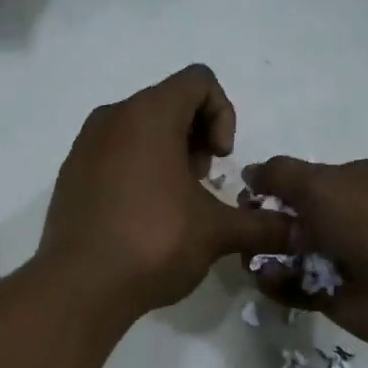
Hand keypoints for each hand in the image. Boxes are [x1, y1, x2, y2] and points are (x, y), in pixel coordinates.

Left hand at [40, 66, 293, 315]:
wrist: (80, 286)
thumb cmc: (153, 243)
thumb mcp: (216, 232)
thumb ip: (262, 225)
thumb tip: (297, 231)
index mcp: (148, 114)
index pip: (199, 81)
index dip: (223, 114)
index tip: (220, 160)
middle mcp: (111, 118)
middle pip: (167, 103)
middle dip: (195, 138)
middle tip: (200, 185)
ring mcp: (84, 146)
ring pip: (137, 130)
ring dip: (166, 156)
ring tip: (174, 205)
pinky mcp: (70, 175)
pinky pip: (111, 155)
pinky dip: (135, 171)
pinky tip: (141, 218)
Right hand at [242, 156, 367, 353]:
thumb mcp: (321, 183)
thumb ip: (280, 175)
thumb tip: (249, 172)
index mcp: (352, 183)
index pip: (302, 183)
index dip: (270, 190)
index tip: (242, 199)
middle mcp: (347, 219)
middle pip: (291, 222)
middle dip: (262, 226)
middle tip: (242, 235)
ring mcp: (341, 260)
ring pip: (289, 258)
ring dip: (266, 258)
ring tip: (251, 261)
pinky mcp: (334, 297)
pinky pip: (295, 289)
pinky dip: (278, 285)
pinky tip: (269, 280)